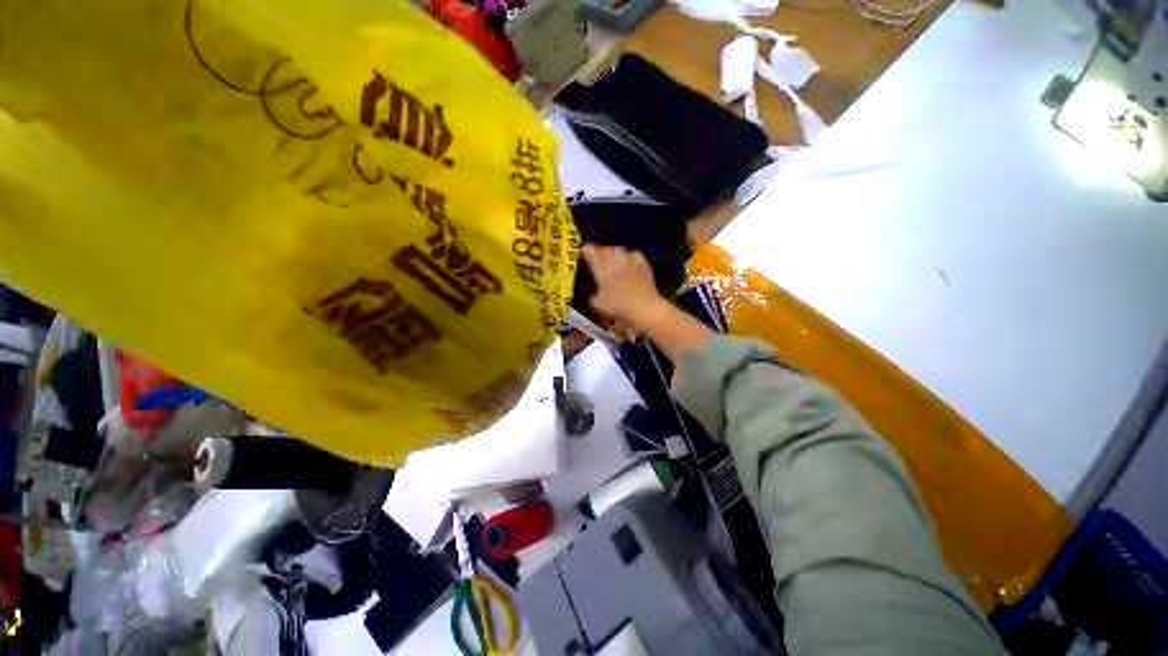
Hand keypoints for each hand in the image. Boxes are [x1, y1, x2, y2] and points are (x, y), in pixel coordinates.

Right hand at [581, 245, 668, 327]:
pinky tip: (630, 261)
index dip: (587, 250)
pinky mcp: (643, 264)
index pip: (591, 255)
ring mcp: (629, 262)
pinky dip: (630, 255)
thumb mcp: (599, 306)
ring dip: (614, 253)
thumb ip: (593, 297)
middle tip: (599, 256)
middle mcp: (614, 263)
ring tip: (613, 258)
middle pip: (605, 250)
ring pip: (618, 250)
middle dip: (600, 251)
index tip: (585, 249)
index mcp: (602, 272)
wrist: (643, 308)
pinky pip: (634, 253)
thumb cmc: (619, 308)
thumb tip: (592, 294)